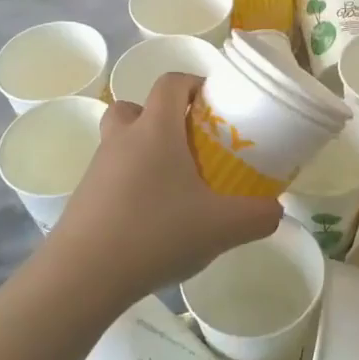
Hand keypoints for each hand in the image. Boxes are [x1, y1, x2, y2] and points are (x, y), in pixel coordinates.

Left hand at [45, 72, 282, 300]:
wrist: (82, 276)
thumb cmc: (155, 233)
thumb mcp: (221, 228)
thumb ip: (257, 216)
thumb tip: (276, 211)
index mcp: (155, 130)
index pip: (171, 82)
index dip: (194, 83)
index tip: (215, 104)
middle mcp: (122, 139)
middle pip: (136, 107)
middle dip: (162, 117)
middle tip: (190, 144)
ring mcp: (97, 168)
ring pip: (121, 142)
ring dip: (144, 151)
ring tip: (174, 187)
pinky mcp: (84, 198)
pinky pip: (111, 176)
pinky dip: (131, 185)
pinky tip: (151, 220)